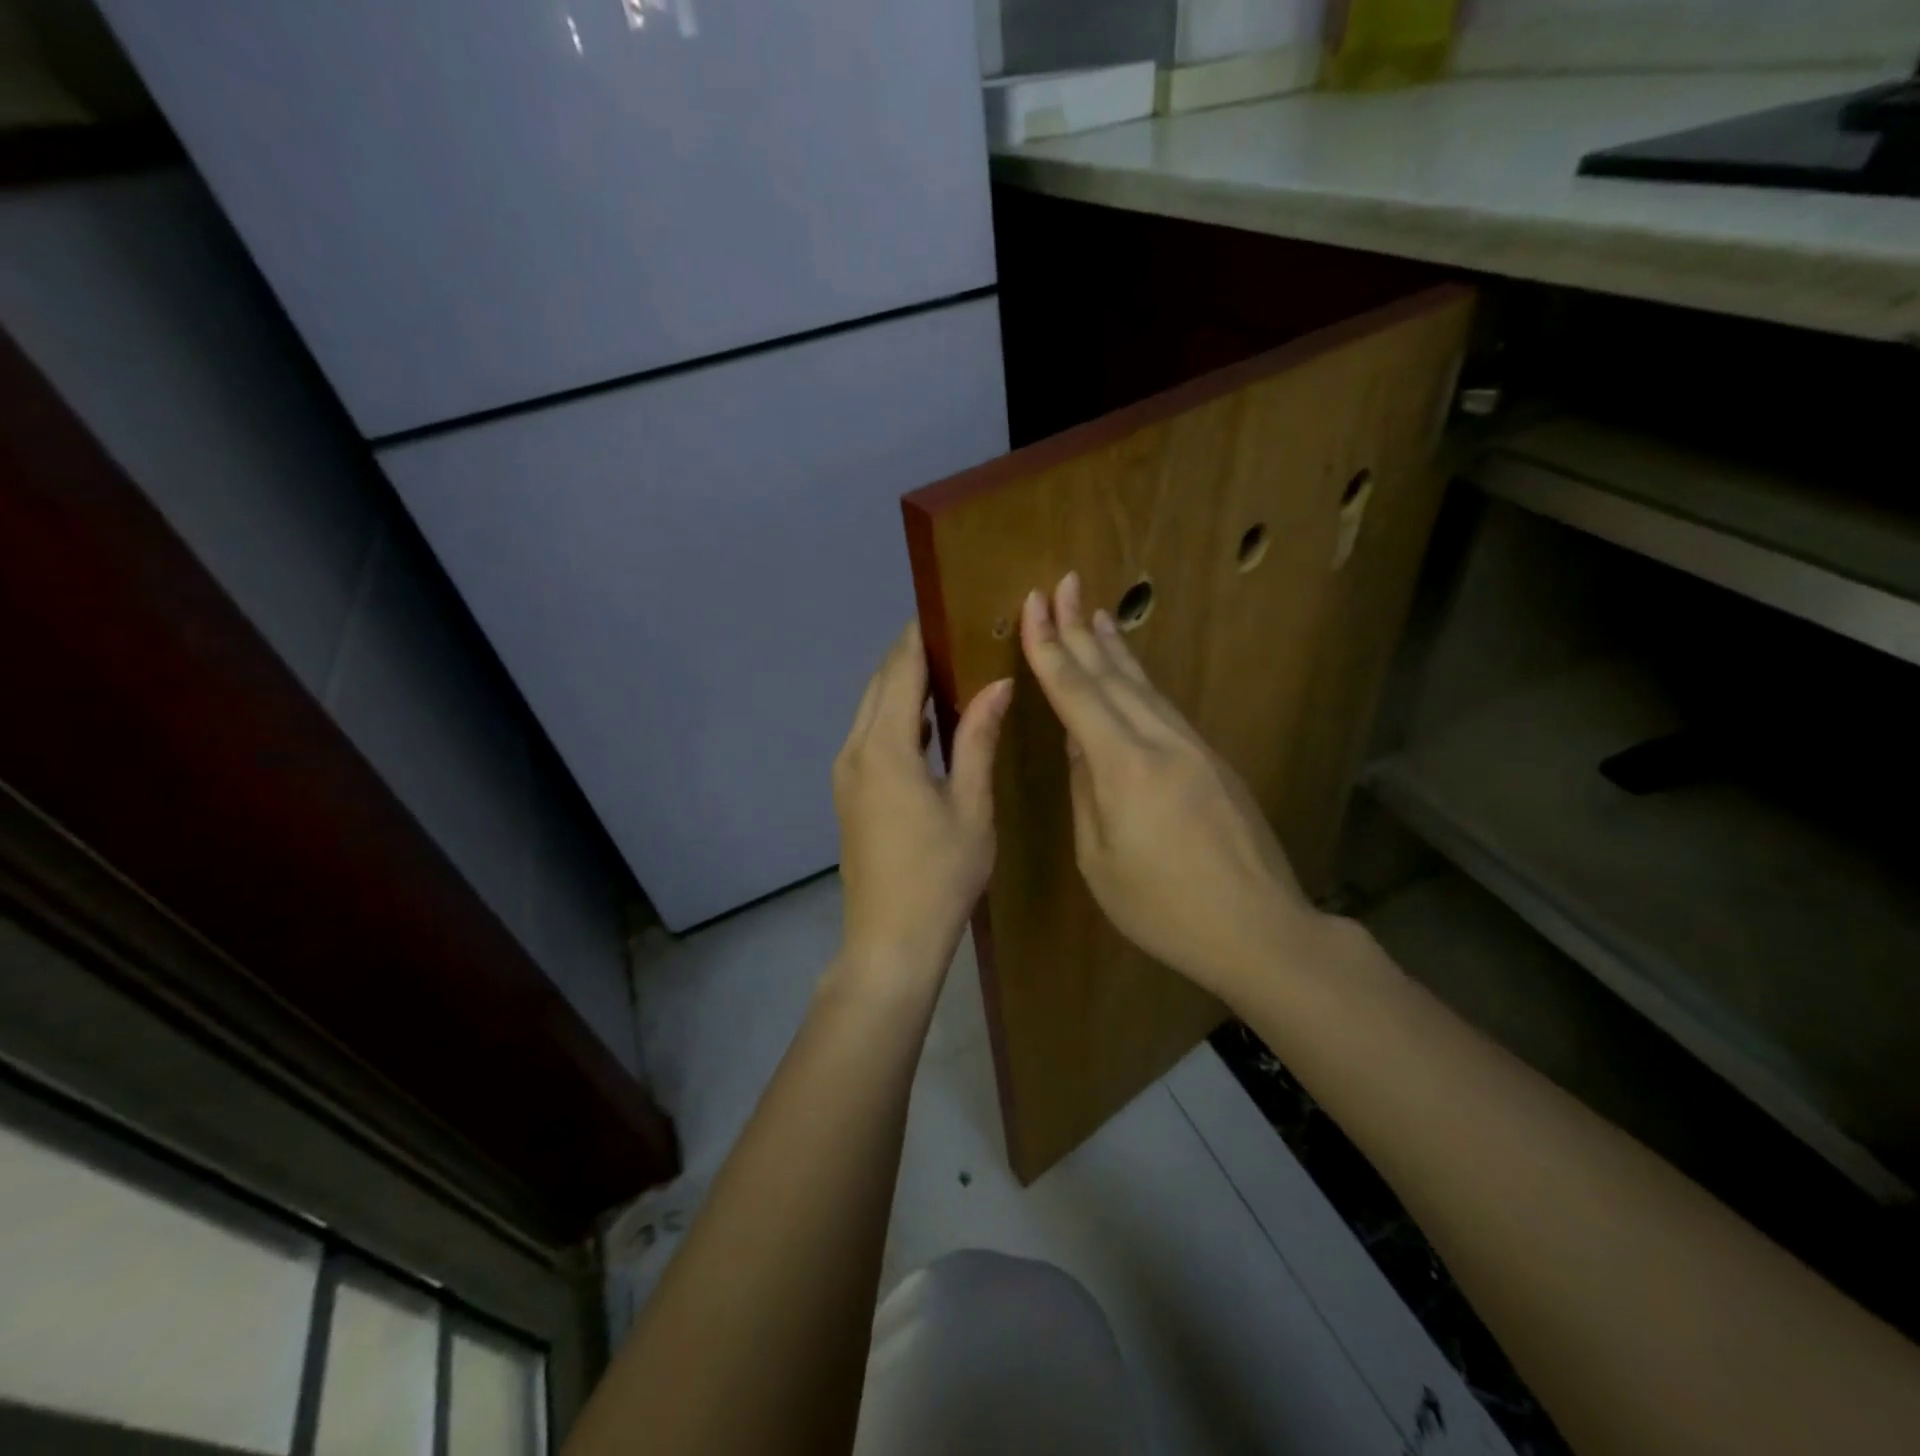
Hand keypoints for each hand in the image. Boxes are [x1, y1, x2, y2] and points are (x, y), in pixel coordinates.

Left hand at [832, 620, 1011, 989]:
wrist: (890, 940)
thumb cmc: (940, 875)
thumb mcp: (970, 805)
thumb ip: (978, 738)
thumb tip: (996, 684)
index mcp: (885, 749)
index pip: (899, 672)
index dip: (918, 638)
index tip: (943, 610)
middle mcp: (855, 751)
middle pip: (879, 686)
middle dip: (909, 656)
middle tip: (952, 635)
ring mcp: (846, 774)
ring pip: (870, 711)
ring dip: (900, 686)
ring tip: (944, 670)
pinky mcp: (848, 794)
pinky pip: (868, 737)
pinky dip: (894, 718)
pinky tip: (925, 723)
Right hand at [1019, 574, 1326, 1000]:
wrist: (1259, 929)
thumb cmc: (1164, 909)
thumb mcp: (1100, 861)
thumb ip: (1086, 794)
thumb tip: (1079, 745)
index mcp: (1124, 767)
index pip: (1077, 691)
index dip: (1049, 646)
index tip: (1034, 604)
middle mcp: (1160, 742)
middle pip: (1112, 675)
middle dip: (1079, 628)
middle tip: (1062, 584)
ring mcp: (1193, 747)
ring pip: (1144, 686)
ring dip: (1113, 648)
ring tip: (1092, 615)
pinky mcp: (1213, 760)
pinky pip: (1164, 707)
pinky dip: (1139, 681)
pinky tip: (1129, 674)